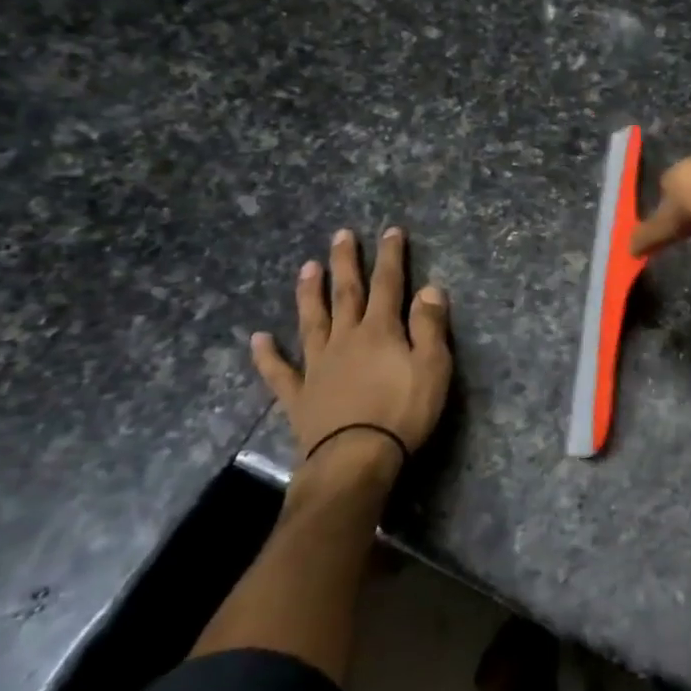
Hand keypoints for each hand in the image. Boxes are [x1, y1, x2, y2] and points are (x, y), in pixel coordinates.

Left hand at [250, 226, 451, 472]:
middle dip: (346, 262)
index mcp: (380, 331)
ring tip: (306, 267)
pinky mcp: (299, 395)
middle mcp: (345, 339)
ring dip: (309, 293)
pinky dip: (267, 354)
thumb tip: (430, 288)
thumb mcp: (432, 367)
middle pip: (346, 293)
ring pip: (311, 321)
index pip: (388, 285)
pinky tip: (258, 339)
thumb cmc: (402, 412)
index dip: (390, 257)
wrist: (355, 459)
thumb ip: (430, 326)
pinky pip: (279, 371)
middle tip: (340, 235)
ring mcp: (317, 366)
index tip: (390, 231)